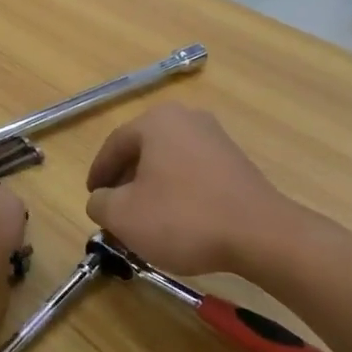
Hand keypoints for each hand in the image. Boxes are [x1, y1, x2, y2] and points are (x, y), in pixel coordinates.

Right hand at [85, 105, 291, 278]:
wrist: (260, 234)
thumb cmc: (183, 218)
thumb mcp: (124, 216)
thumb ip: (100, 203)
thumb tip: (102, 199)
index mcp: (157, 121)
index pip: (114, 145)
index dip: (98, 174)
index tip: (92, 198)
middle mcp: (187, 118)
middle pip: (143, 150)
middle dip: (125, 182)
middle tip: (115, 210)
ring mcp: (216, 138)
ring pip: (169, 162)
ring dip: (152, 188)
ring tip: (145, 220)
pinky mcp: (236, 161)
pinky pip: (193, 172)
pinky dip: (179, 192)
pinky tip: (178, 220)